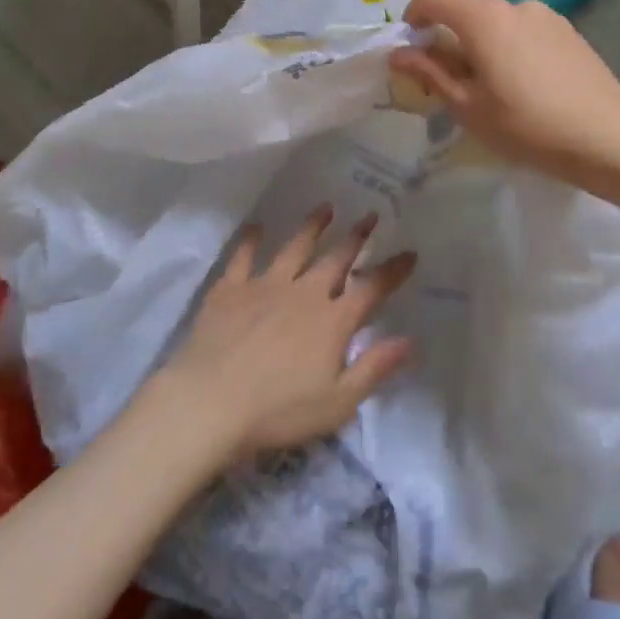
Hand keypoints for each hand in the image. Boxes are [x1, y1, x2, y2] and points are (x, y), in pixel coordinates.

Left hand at [163, 206, 416, 458]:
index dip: (393, 270)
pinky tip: (257, 227)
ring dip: (312, 227)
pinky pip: (243, 257)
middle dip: (357, 236)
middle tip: (370, 215)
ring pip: (295, 248)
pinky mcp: (231, 289)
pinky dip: (251, 241)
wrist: (210, 403)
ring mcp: (265, 286)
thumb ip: (374, 368)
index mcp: (333, 321)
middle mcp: (304, 293)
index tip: (410, 252)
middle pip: (336, 258)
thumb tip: (409, 340)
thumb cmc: (278, 411)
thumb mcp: (338, 402)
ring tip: (325, 208)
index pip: (372, 288)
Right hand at [390, 0, 619, 184]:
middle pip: (468, 10)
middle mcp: (515, 5)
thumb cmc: (526, 126)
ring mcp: (548, 16)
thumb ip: (430, 73)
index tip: (414, 48)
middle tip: (454, 84)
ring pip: (499, 23)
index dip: (415, 15)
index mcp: (484, 19)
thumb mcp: (467, 106)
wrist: (606, 137)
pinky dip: (513, 50)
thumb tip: (399, 53)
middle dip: (451, 39)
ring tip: (496, 91)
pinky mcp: (570, 32)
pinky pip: (526, 32)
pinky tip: (529, 89)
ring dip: (484, 46)